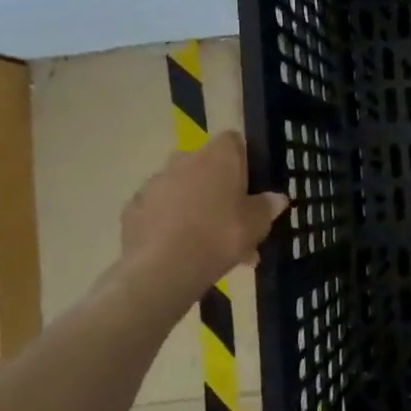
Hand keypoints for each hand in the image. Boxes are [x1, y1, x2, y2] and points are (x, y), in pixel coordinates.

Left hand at [114, 131, 287, 293]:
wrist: (162, 269)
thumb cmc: (220, 236)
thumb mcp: (256, 225)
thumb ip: (267, 207)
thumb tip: (278, 198)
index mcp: (218, 156)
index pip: (233, 141)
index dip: (243, 161)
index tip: (250, 187)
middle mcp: (184, 159)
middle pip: (206, 166)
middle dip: (219, 189)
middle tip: (234, 222)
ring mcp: (155, 183)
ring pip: (183, 190)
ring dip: (195, 208)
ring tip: (209, 246)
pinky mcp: (133, 208)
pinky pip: (159, 211)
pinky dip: (170, 224)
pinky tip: (181, 251)